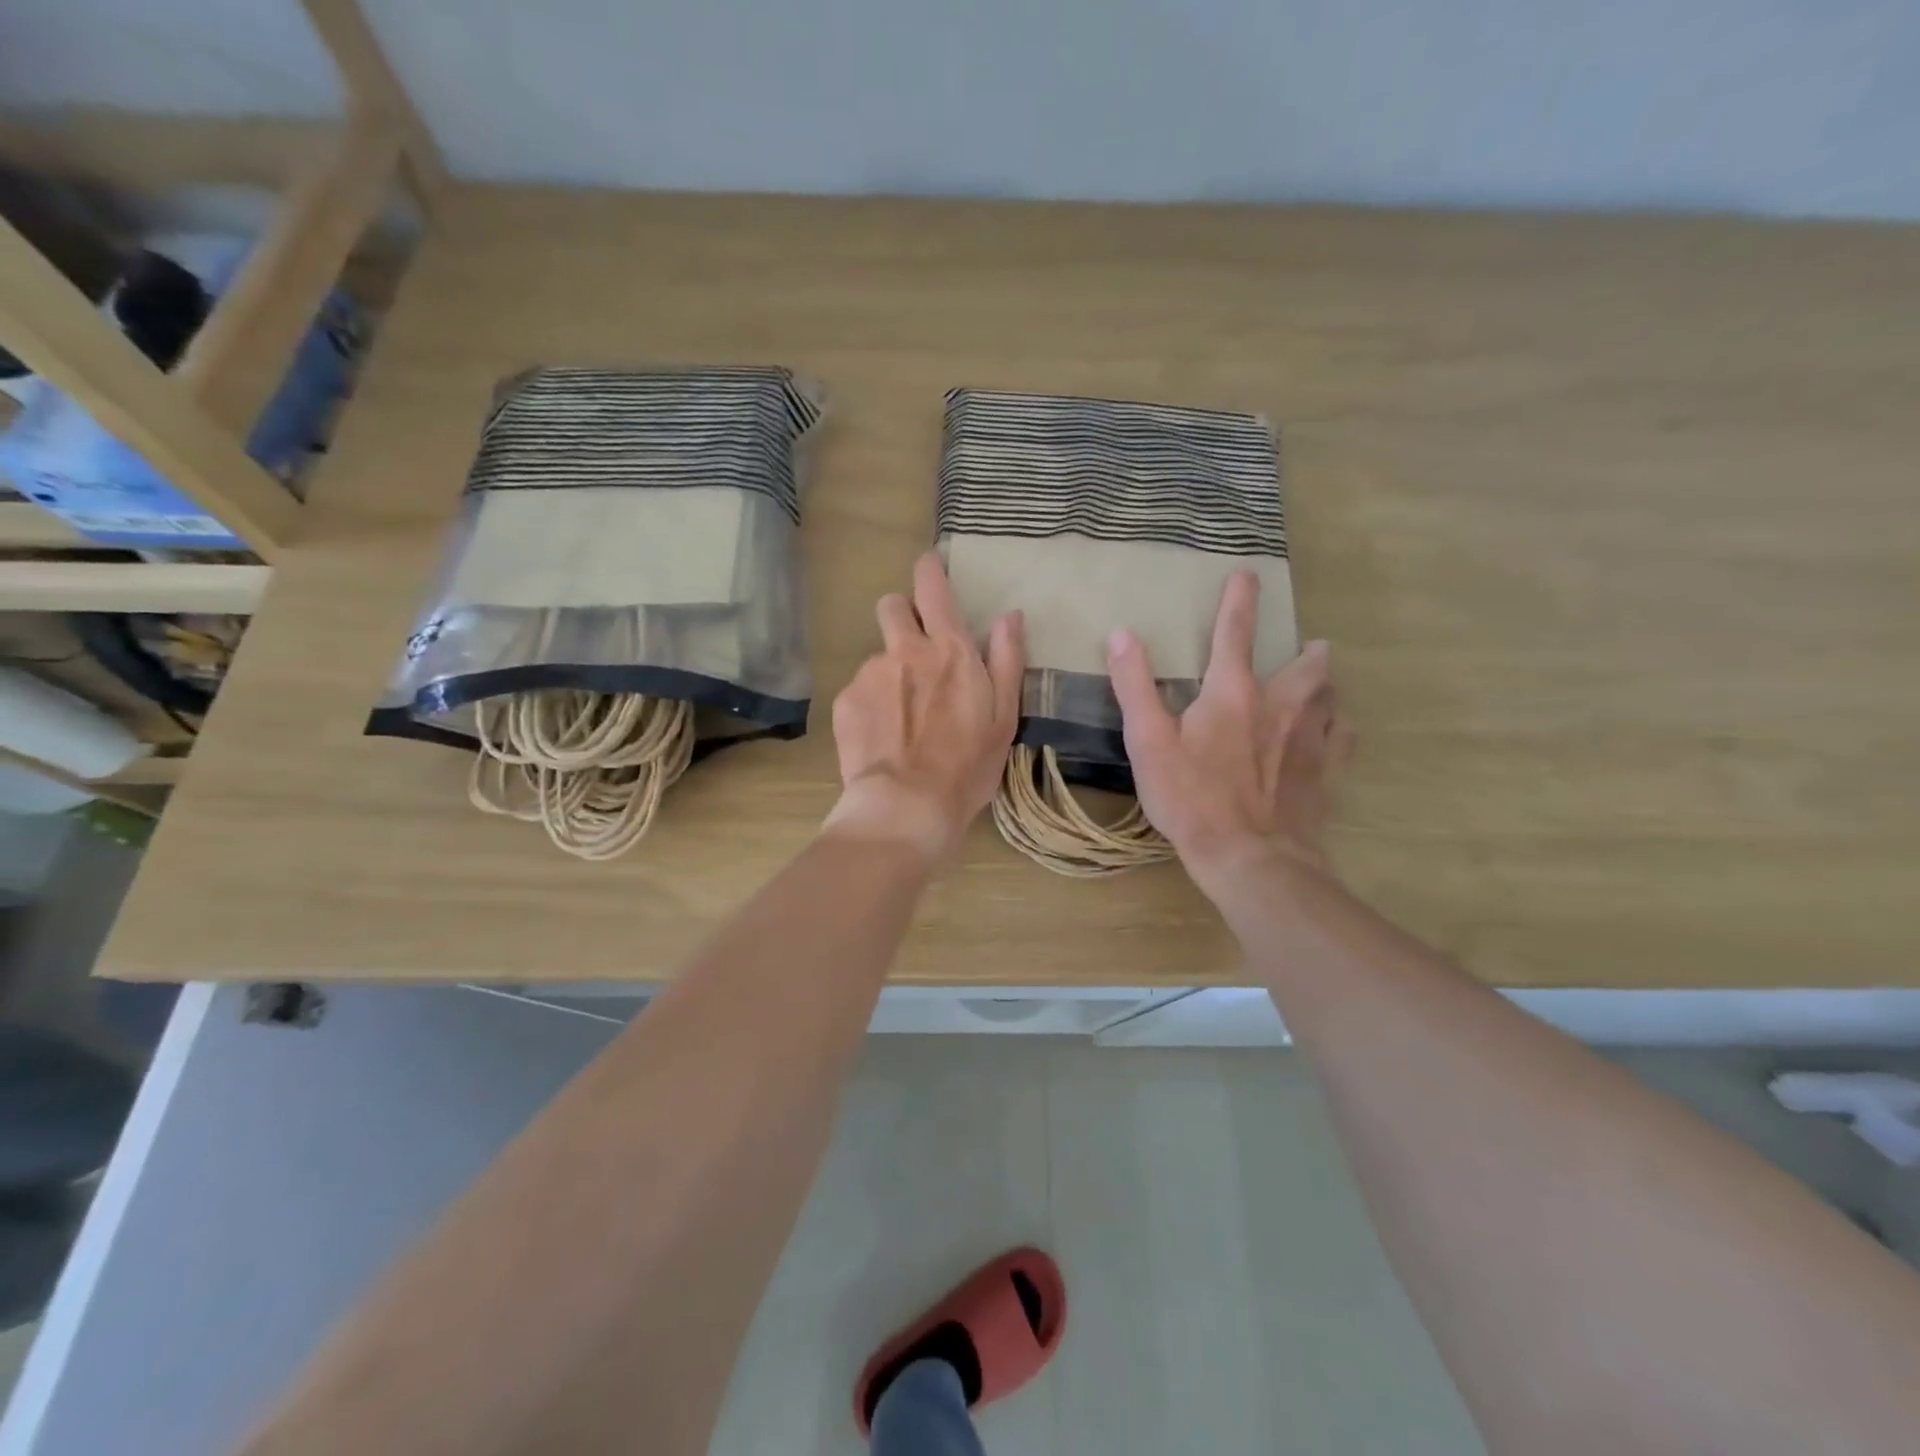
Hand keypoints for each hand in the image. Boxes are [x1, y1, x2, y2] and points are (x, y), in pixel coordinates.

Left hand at [825, 552, 1024, 864]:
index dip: (929, 570)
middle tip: (915, 650)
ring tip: (903, 720)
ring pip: (877, 657)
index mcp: (949, 650)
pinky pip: (859, 692)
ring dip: (890, 674)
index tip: (929, 567)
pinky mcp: (845, 702)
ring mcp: (869, 675)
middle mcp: (904, 650)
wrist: (907, 806)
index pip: (933, 587)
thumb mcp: (1004, 717)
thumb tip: (1010, 615)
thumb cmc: (967, 765)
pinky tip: (883, 739)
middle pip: (891, 606)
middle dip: (901, 615)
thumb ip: (1007, 660)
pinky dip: (871, 706)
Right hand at [1106, 571, 1346, 899]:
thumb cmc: (1192, 799)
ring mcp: (1310, 740)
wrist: (1251, 857)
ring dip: (1325, 687)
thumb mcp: (1149, 743)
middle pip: (1306, 667)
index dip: (1238, 601)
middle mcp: (1280, 706)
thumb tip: (1122, 635)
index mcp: (1232, 694)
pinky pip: (1344, 739)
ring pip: (1331, 699)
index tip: (1247, 574)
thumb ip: (1135, 687)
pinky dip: (1339, 728)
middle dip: (1308, 652)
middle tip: (1311, 647)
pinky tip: (1334, 734)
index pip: (1234, 634)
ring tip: (1321, 687)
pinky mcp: (1327, 773)